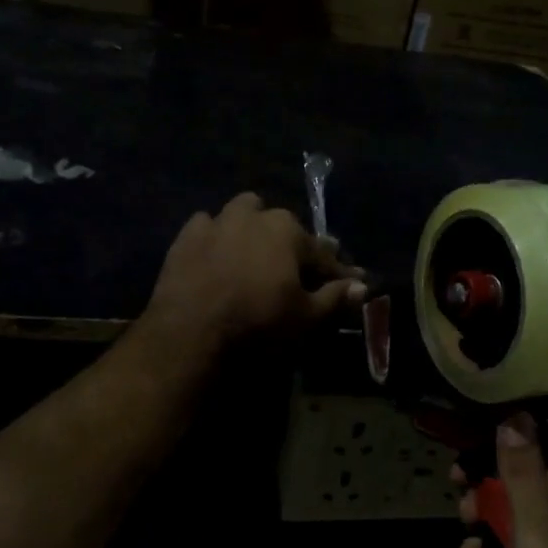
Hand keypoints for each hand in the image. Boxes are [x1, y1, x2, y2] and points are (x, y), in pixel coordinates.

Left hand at [146, 193, 365, 349]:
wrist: (190, 334)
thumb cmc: (258, 323)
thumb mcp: (306, 316)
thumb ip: (334, 297)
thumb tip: (362, 286)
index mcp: (288, 231)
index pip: (322, 253)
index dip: (336, 271)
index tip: (349, 283)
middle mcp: (253, 216)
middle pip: (282, 226)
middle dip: (293, 245)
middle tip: (297, 272)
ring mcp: (216, 223)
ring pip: (242, 214)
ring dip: (253, 228)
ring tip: (255, 253)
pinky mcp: (185, 238)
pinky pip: (206, 227)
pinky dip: (216, 237)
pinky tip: (217, 255)